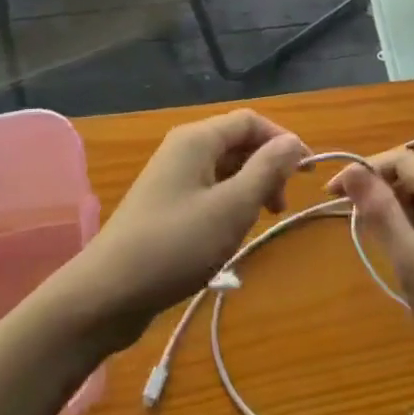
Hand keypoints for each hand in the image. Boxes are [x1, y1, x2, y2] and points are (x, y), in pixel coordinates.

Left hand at [63, 110, 306, 346]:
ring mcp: (171, 178)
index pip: (251, 121)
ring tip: (261, 222)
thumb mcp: (231, 208)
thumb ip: (266, 170)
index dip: (282, 141)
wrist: (107, 293)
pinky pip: (208, 191)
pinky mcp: (165, 205)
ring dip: (250, 189)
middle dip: (267, 167)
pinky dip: (229, 204)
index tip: (306, 174)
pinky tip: (232, 233)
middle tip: (281, 207)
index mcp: (197, 140)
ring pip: (224, 169)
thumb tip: (294, 142)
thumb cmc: (175, 245)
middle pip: (237, 143)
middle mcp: (183, 149)